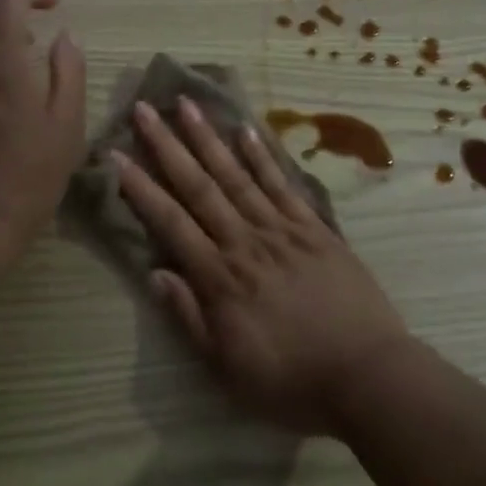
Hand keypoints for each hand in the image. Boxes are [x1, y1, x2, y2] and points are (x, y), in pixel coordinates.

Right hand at [113, 99, 411, 434]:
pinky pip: (284, 184)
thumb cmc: (291, 381)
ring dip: (210, 138)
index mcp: (221, 278)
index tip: (116, 154)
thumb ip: (189, 318)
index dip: (141, 188)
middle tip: (144, 109)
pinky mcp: (315, 228)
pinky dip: (264, 156)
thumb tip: (155, 272)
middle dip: (168, 146)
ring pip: (238, 175)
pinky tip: (246, 129)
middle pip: (200, 186)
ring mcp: (283, 229)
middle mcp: (246, 242)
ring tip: (187, 104)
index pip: (171, 222)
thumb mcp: (227, 369)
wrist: (368, 376)